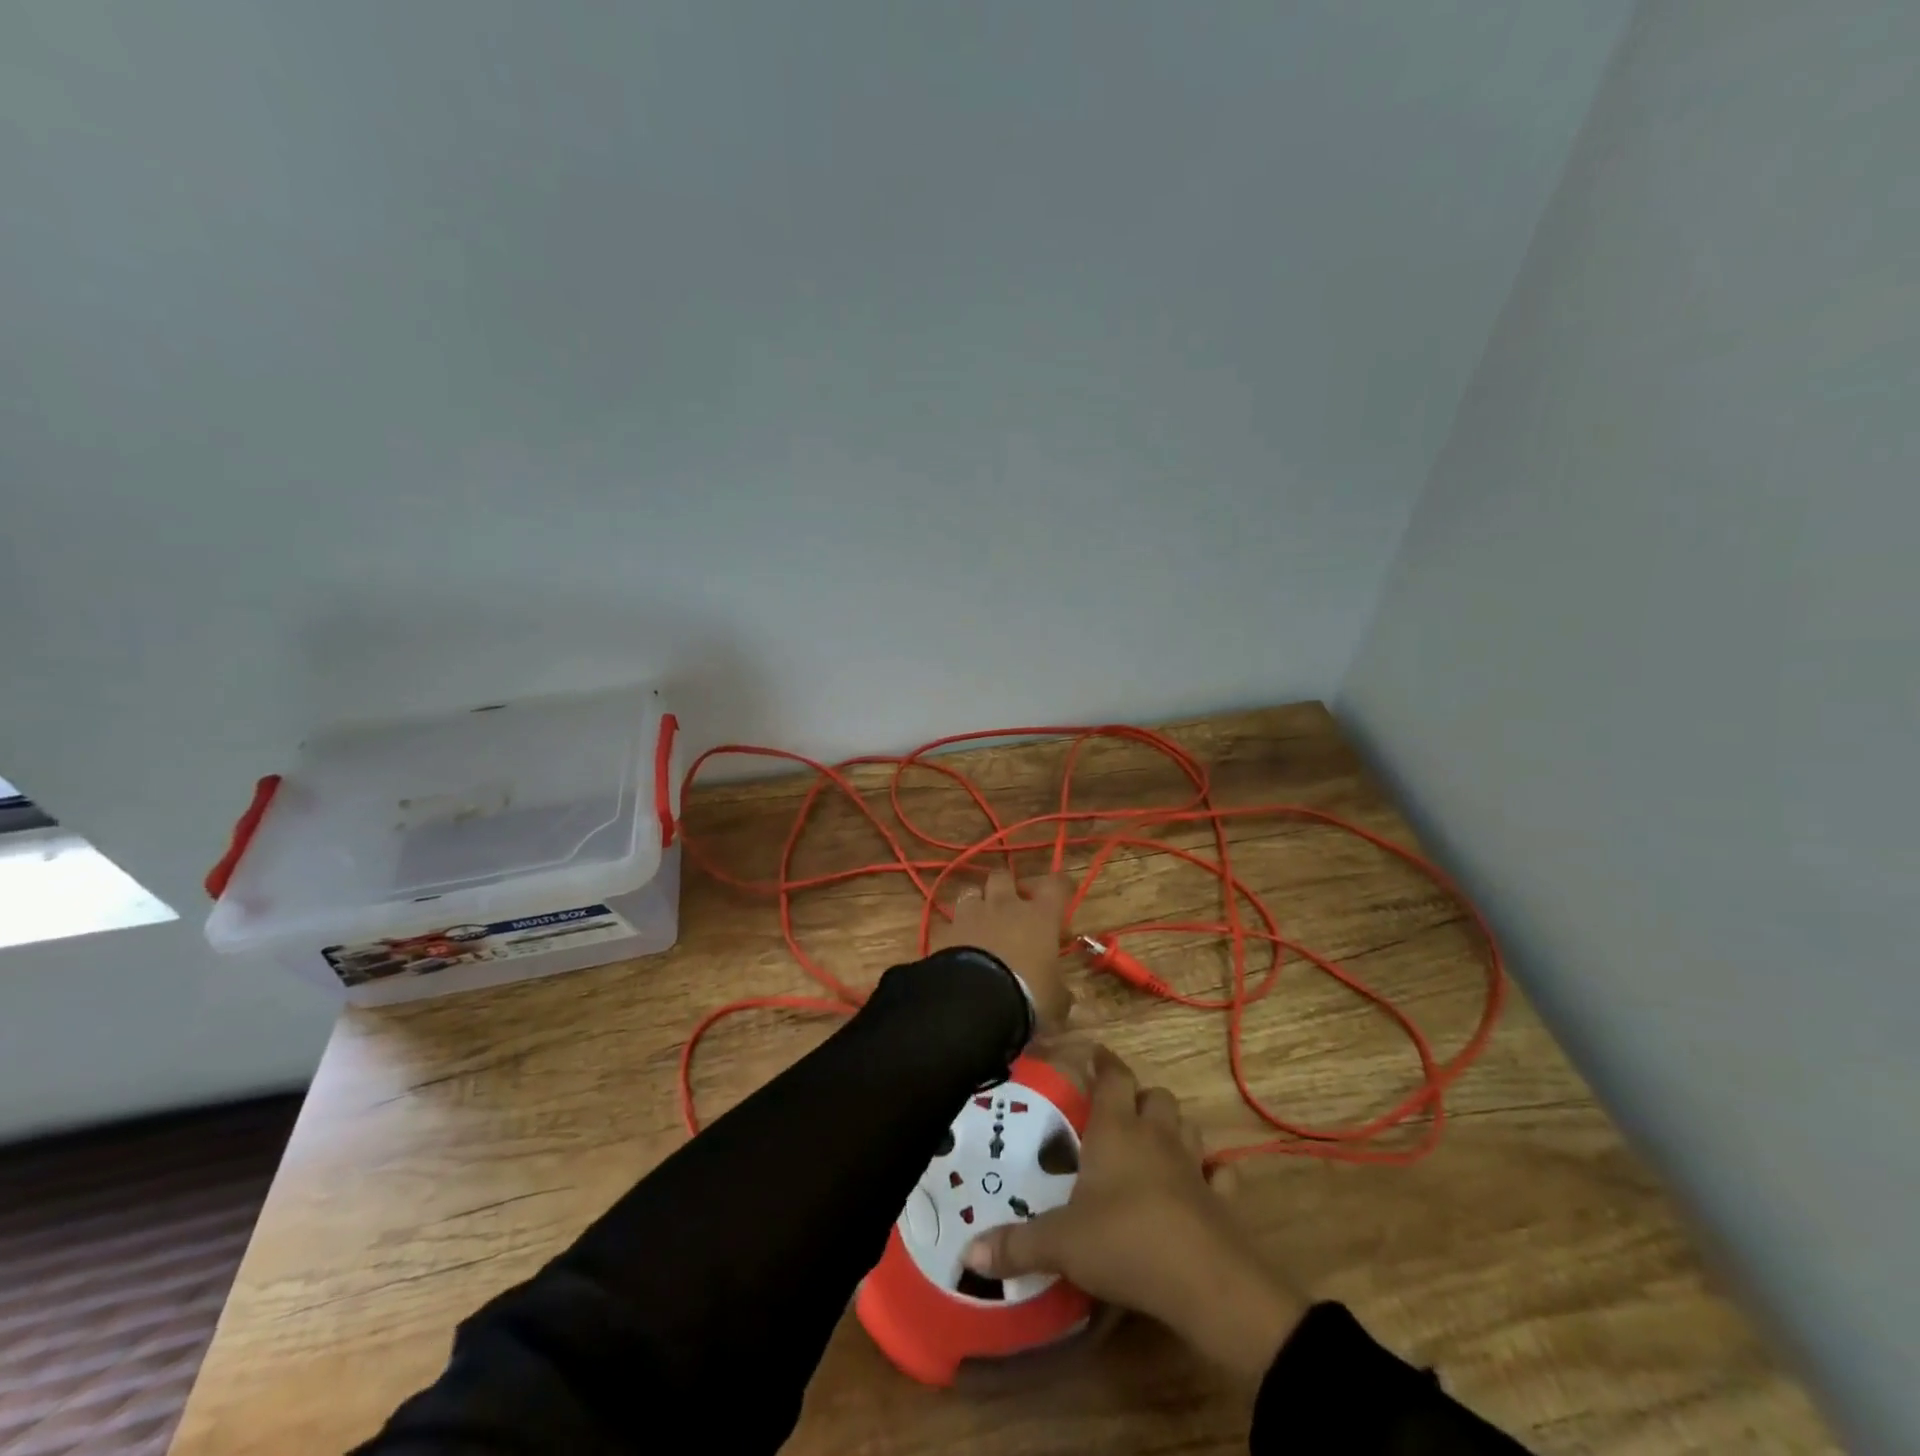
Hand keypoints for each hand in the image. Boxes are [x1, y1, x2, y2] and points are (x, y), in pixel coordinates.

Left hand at [930, 870, 1072, 1033]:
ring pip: (971, 892)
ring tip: (981, 922)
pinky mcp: (945, 930)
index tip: (1062, 890)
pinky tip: (958, 945)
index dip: (1060, 886)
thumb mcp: (1055, 1000)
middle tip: (1013, 905)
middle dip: (1008, 886)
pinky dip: (956, 930)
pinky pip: (950, 922)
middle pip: (1004, 876)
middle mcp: (1005, 906)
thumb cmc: (1027, 995)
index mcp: (1040, 916)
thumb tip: (1063, 995)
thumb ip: (1059, 991)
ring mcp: (971, 915)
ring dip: (977, 904)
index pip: (1056, 885)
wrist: (974, 1001)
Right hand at [964, 1049, 1305, 1378]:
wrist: (1206, 1283)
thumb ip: (1016, 1245)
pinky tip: (1201, 1186)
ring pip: (1188, 1126)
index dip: (1103, 1061)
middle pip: (1156, 1095)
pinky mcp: (1222, 1200)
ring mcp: (1195, 1166)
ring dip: (1173, 1128)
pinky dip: (1213, 1175)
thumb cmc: (1126, 1242)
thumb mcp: (1061, 1244)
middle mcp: (1157, 1136)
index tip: (1092, 1054)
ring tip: (1153, 1144)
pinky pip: (1222, 1175)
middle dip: (1139, 1098)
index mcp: (1117, 1129)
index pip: (1113, 1075)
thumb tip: (968, 1253)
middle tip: (1117, 1115)